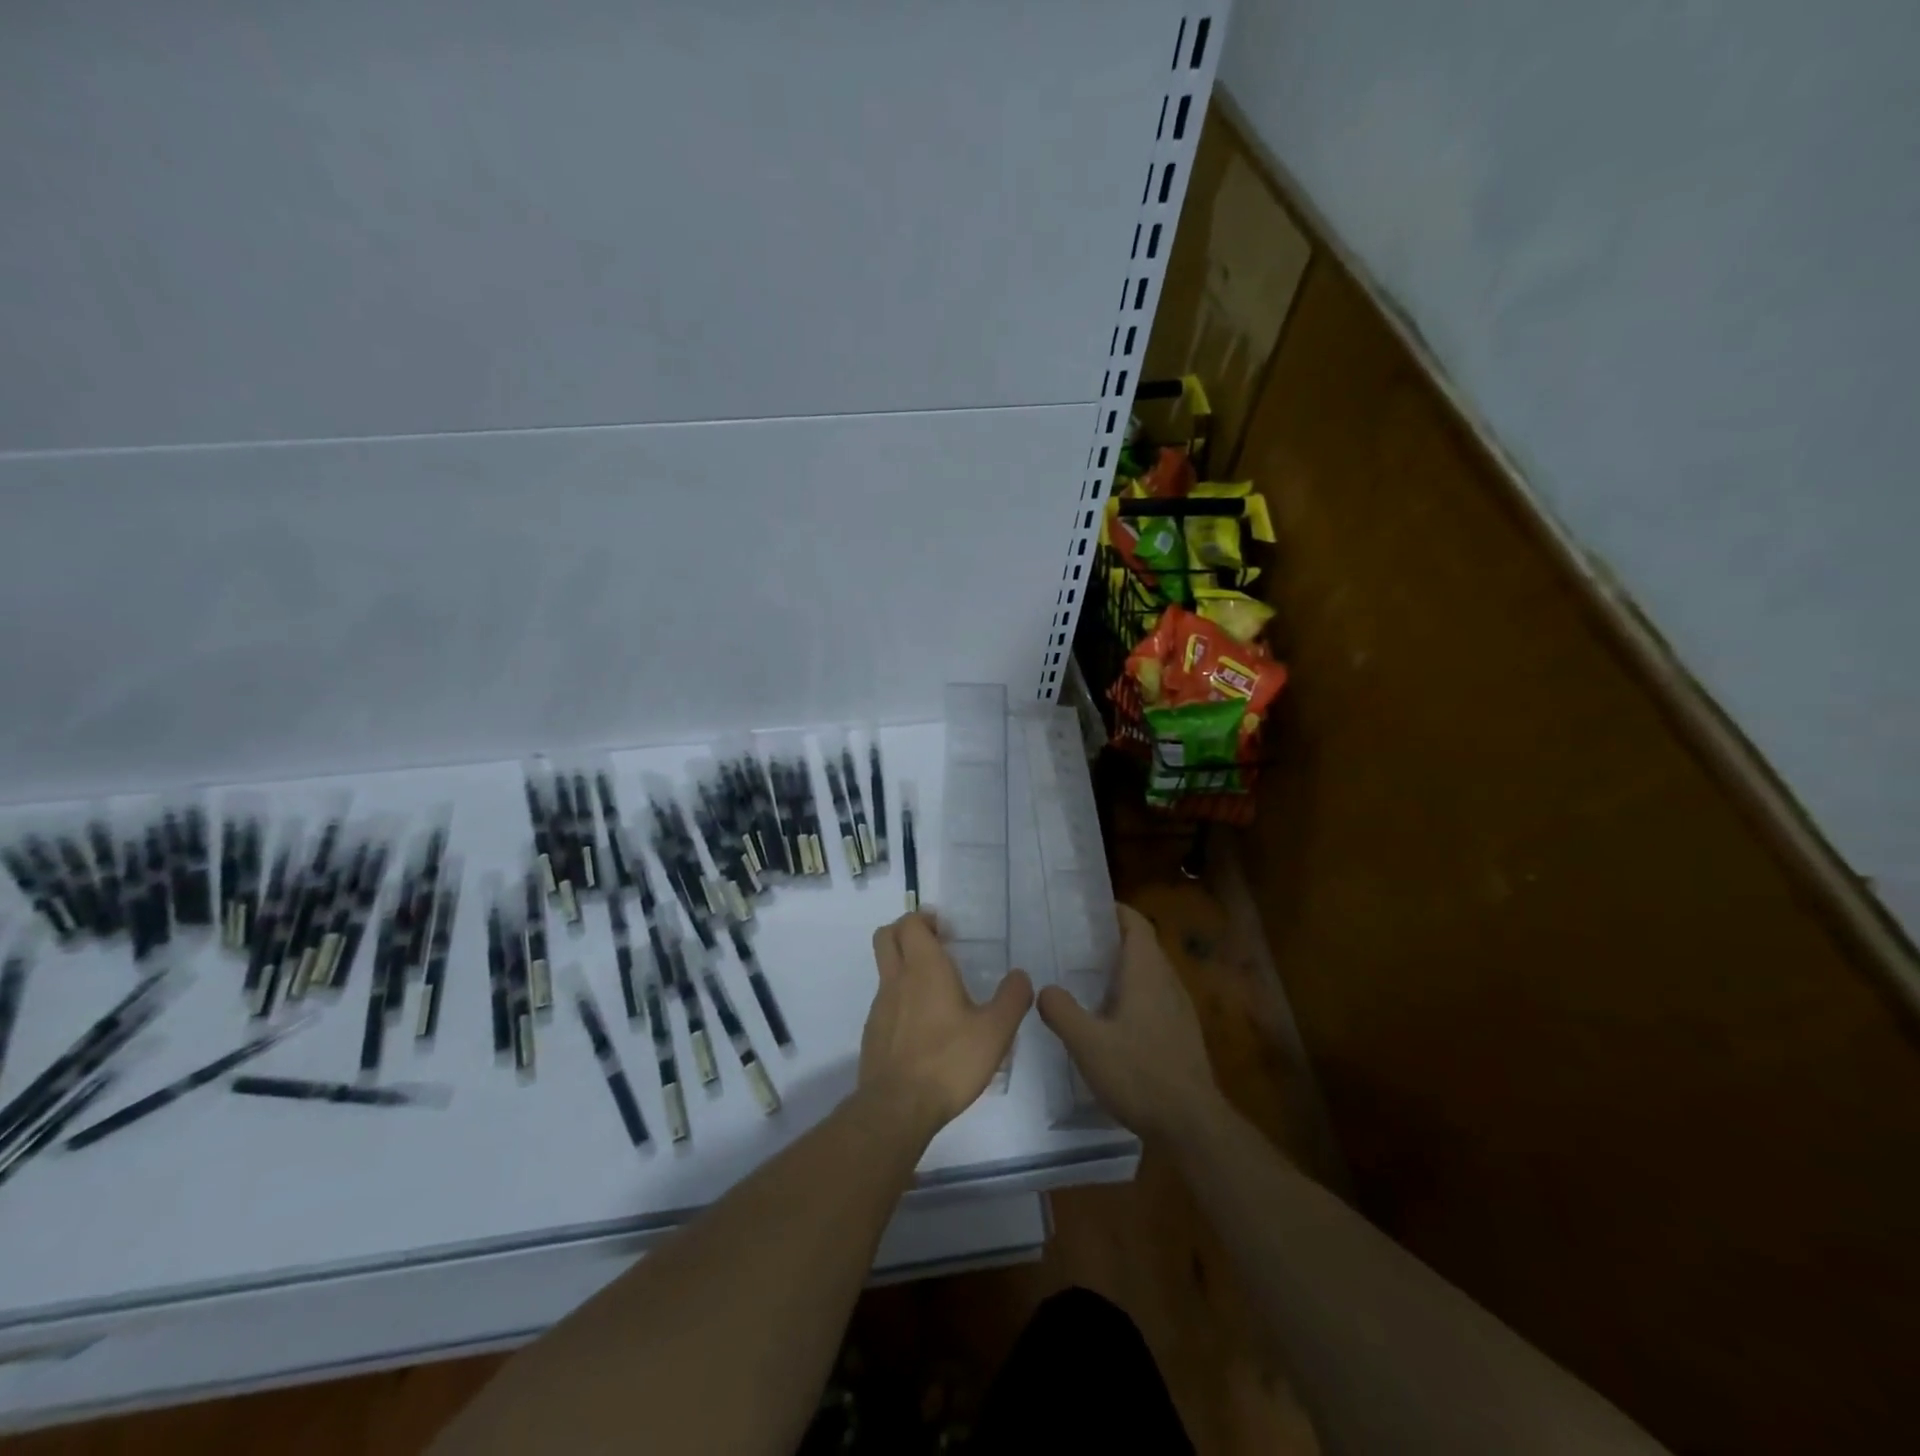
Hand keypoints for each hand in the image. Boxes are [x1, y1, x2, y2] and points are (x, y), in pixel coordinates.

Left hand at [861, 913, 1033, 1135]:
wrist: (897, 1108)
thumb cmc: (949, 1061)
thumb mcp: (995, 1032)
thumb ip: (1012, 999)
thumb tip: (1021, 975)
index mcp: (925, 968)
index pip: (910, 923)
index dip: (925, 919)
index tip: (947, 931)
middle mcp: (897, 979)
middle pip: (886, 936)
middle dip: (906, 932)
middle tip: (935, 946)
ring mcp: (880, 1006)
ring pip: (885, 969)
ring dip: (905, 967)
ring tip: (937, 991)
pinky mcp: (873, 1032)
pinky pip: (885, 1001)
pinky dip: (901, 999)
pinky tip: (925, 1027)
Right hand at [1037, 903, 1222, 1143]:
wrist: (1192, 1125)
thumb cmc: (1139, 1074)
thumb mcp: (1088, 1044)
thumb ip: (1062, 1011)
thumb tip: (1044, 989)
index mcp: (1147, 973)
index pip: (1136, 924)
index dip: (1115, 911)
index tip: (1087, 908)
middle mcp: (1167, 983)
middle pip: (1142, 946)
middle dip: (1112, 939)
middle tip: (1075, 943)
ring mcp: (1178, 1010)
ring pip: (1149, 974)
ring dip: (1122, 969)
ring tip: (1086, 978)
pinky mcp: (1180, 1034)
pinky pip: (1154, 998)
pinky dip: (1131, 994)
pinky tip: (1109, 1019)